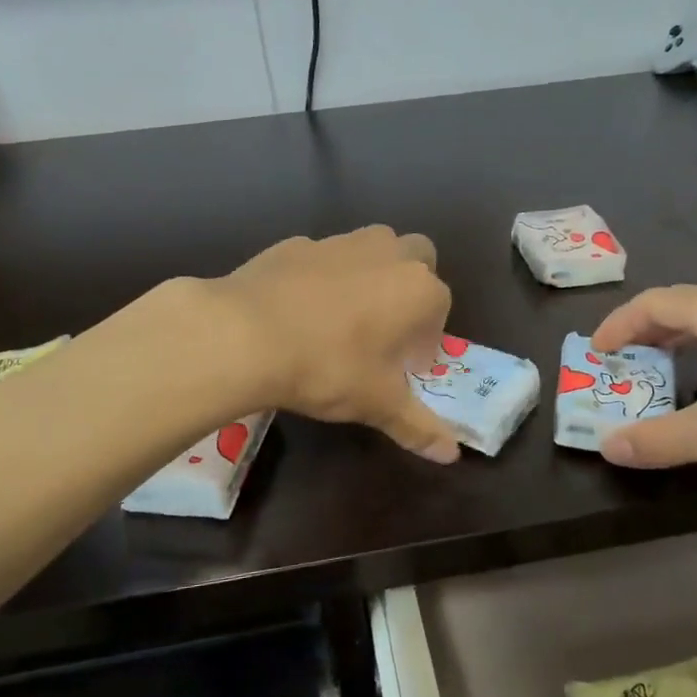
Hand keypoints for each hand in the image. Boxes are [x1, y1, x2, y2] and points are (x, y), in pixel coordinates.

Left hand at [210, 226, 461, 462]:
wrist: (245, 334)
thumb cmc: (328, 367)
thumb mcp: (377, 403)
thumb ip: (418, 426)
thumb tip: (451, 453)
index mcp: (417, 289)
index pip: (441, 307)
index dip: (426, 340)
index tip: (406, 367)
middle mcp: (386, 253)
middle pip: (417, 256)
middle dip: (411, 286)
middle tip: (388, 328)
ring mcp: (339, 243)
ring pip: (371, 248)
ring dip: (371, 275)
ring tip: (344, 318)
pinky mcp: (295, 243)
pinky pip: (323, 258)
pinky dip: (322, 278)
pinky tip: (300, 311)